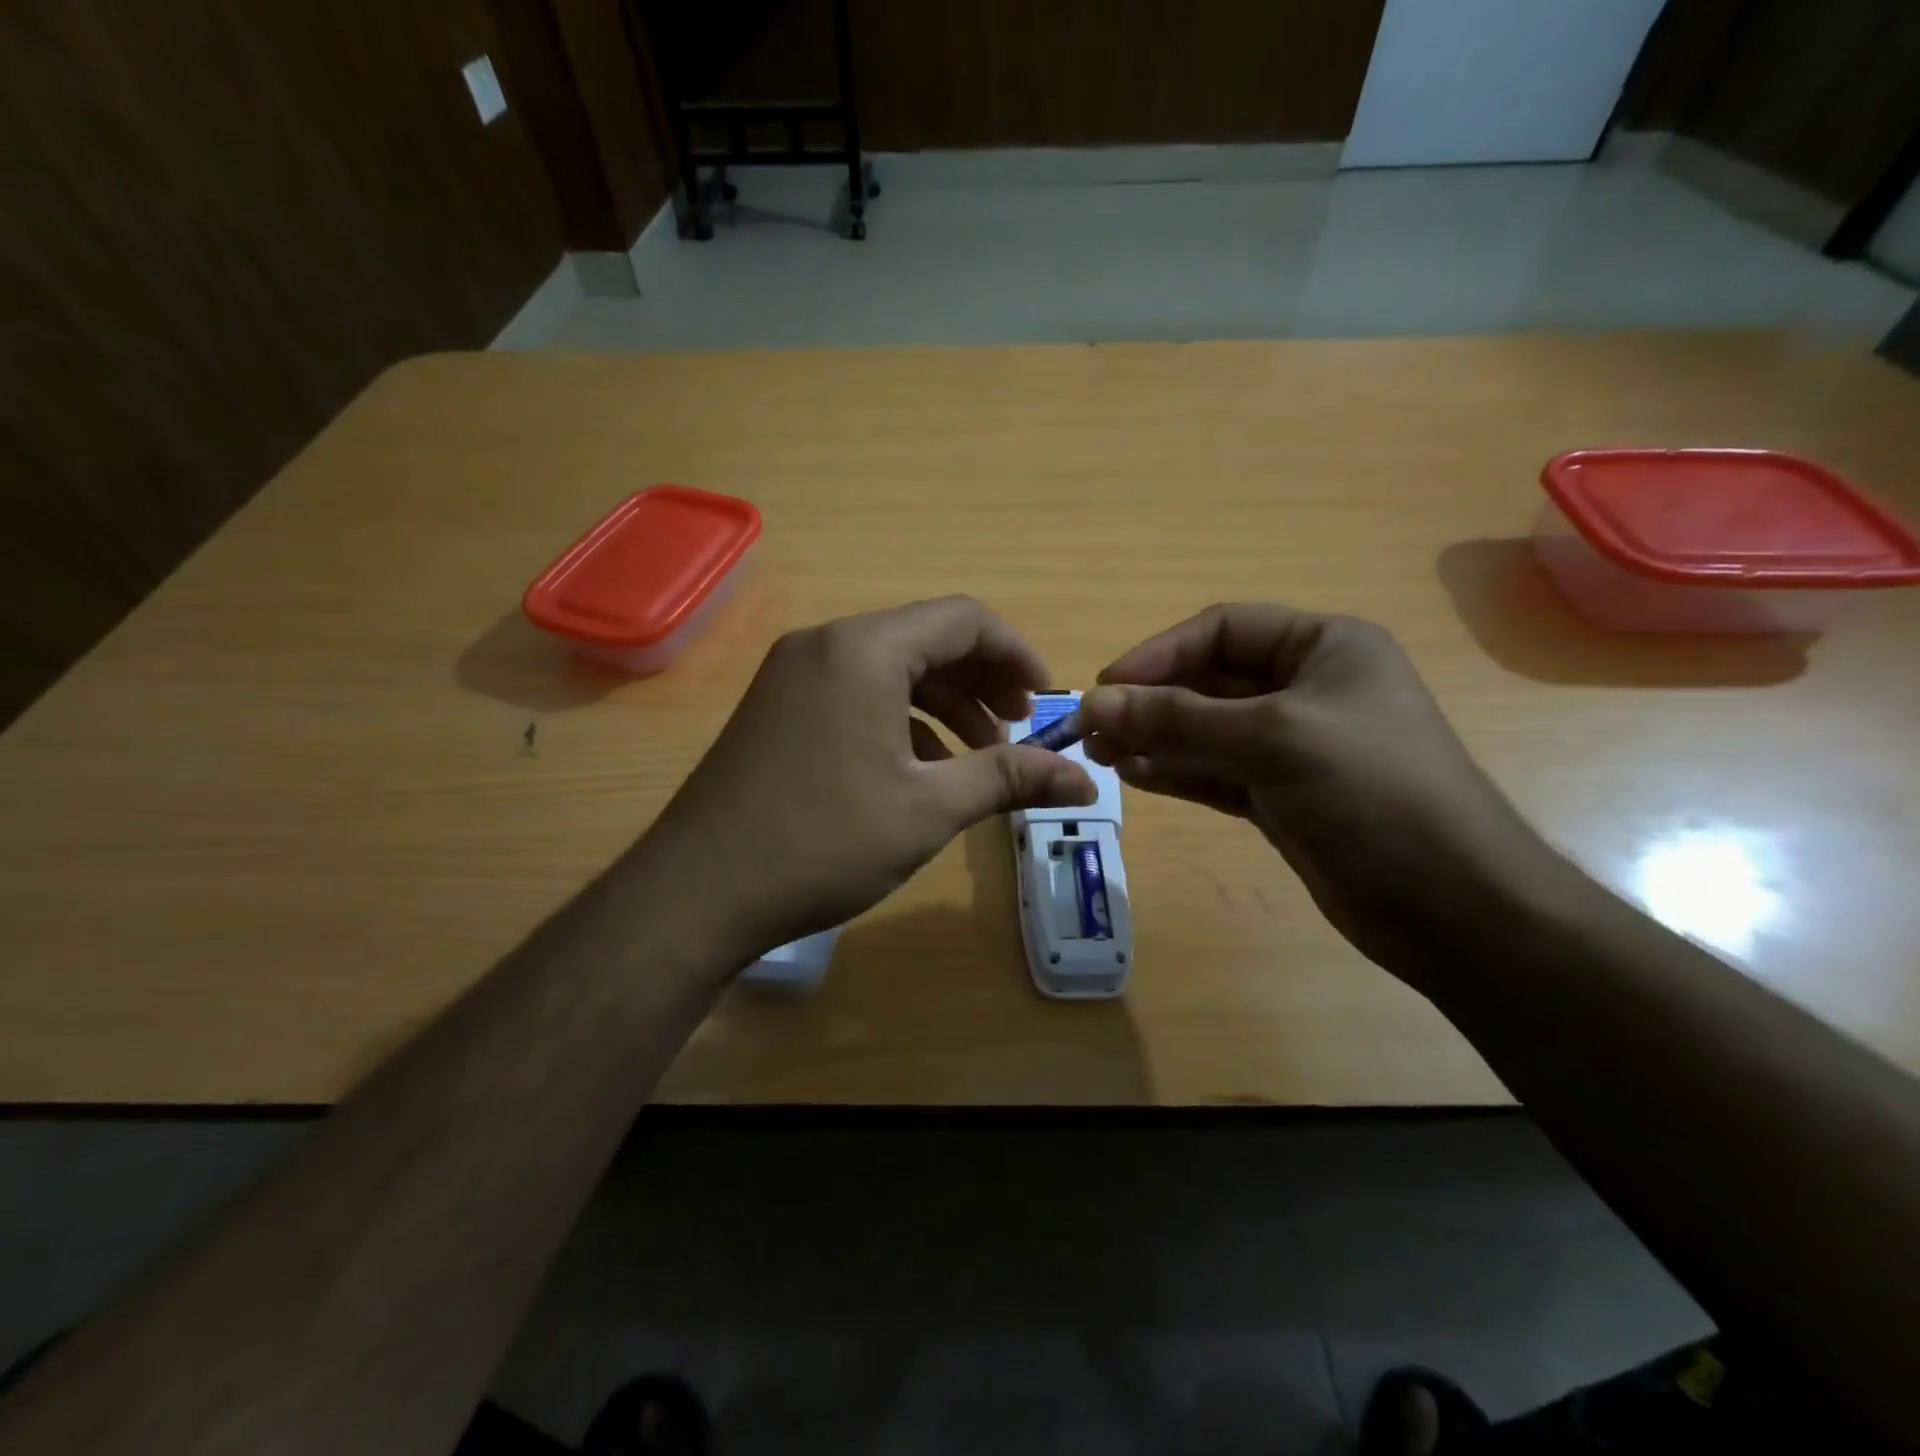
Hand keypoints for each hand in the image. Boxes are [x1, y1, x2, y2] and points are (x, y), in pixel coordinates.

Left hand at [635, 597, 1096, 960]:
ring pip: (889, 669)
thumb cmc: (822, 842)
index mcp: (864, 649)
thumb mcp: (928, 809)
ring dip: (942, 705)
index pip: (963, 619)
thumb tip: (1086, 781)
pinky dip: (899, 719)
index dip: (1016, 654)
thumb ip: (1009, 779)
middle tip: (1017, 732)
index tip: (1046, 700)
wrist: (697, 892)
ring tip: (978, 758)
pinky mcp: (776, 708)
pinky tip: (919, 768)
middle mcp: (825, 645)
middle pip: (926, 640)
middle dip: (981, 682)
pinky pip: (855, 694)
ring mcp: (793, 675)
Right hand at [1077, 604, 1554, 985]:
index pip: (1222, 631)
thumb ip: (1179, 718)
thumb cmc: (1373, 793)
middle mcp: (1306, 689)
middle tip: (1090, 729)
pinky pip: (1214, 771)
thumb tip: (1094, 703)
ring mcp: (1292, 747)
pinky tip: (1133, 776)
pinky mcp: (1280, 796)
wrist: (1451, 906)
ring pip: (1205, 730)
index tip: (1105, 686)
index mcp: (1323, 648)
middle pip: (1208, 682)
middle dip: (1150, 702)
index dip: (1159, 654)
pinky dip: (1175, 771)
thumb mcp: (1273, 739)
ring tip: (1101, 754)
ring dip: (1153, 738)